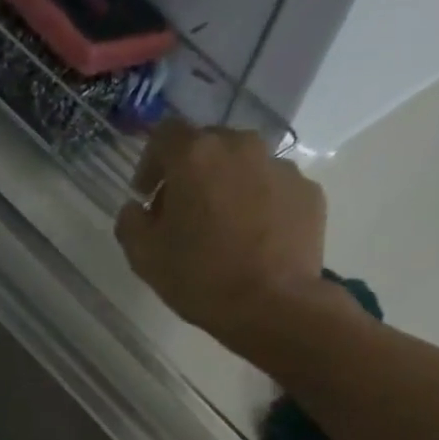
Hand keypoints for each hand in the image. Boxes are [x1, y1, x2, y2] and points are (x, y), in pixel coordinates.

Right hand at [114, 121, 332, 351]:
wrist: (273, 305)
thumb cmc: (200, 278)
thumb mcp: (144, 257)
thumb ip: (130, 223)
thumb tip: (135, 208)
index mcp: (196, 156)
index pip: (165, 134)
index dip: (150, 162)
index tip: (146, 195)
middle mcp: (241, 146)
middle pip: (208, 146)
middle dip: (190, 174)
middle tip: (182, 214)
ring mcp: (281, 167)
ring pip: (244, 166)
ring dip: (227, 187)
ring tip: (222, 229)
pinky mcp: (308, 191)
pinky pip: (273, 189)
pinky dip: (259, 205)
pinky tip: (253, 240)